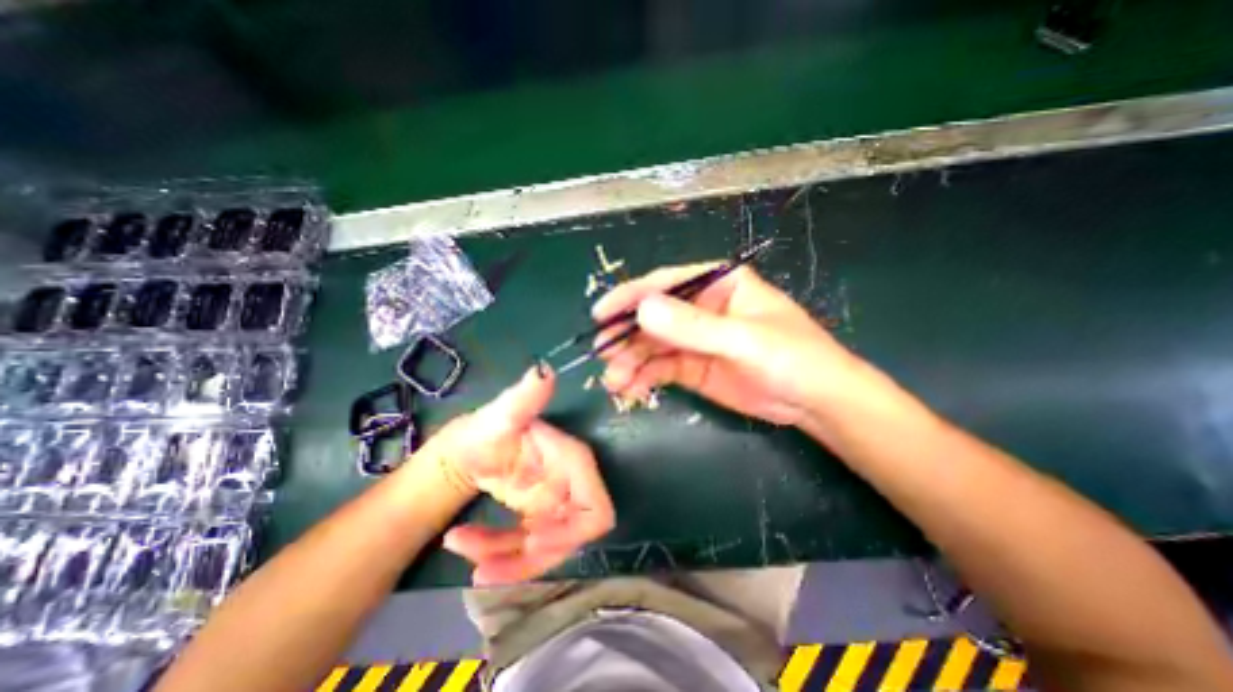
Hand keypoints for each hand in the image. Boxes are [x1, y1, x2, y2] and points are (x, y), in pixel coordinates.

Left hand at [425, 367, 617, 582]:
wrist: (467, 448)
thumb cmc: (487, 429)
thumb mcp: (502, 415)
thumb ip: (524, 397)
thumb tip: (543, 371)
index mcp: (571, 462)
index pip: (596, 510)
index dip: (573, 533)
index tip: (533, 543)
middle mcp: (570, 485)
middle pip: (571, 537)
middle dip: (533, 556)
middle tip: (488, 565)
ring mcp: (554, 504)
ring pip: (546, 549)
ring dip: (507, 558)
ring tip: (466, 550)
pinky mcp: (538, 517)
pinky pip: (527, 549)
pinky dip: (498, 555)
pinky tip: (465, 546)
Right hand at [593, 265, 860, 426]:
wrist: (817, 403)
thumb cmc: (793, 358)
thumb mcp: (744, 340)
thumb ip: (694, 327)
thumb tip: (642, 310)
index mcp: (718, 285)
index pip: (666, 283)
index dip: (631, 296)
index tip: (601, 314)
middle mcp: (702, 308)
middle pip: (653, 317)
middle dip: (626, 336)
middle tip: (603, 356)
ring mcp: (695, 339)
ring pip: (652, 345)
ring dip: (630, 361)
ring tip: (614, 381)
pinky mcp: (693, 367)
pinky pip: (660, 368)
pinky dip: (643, 377)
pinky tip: (630, 389)